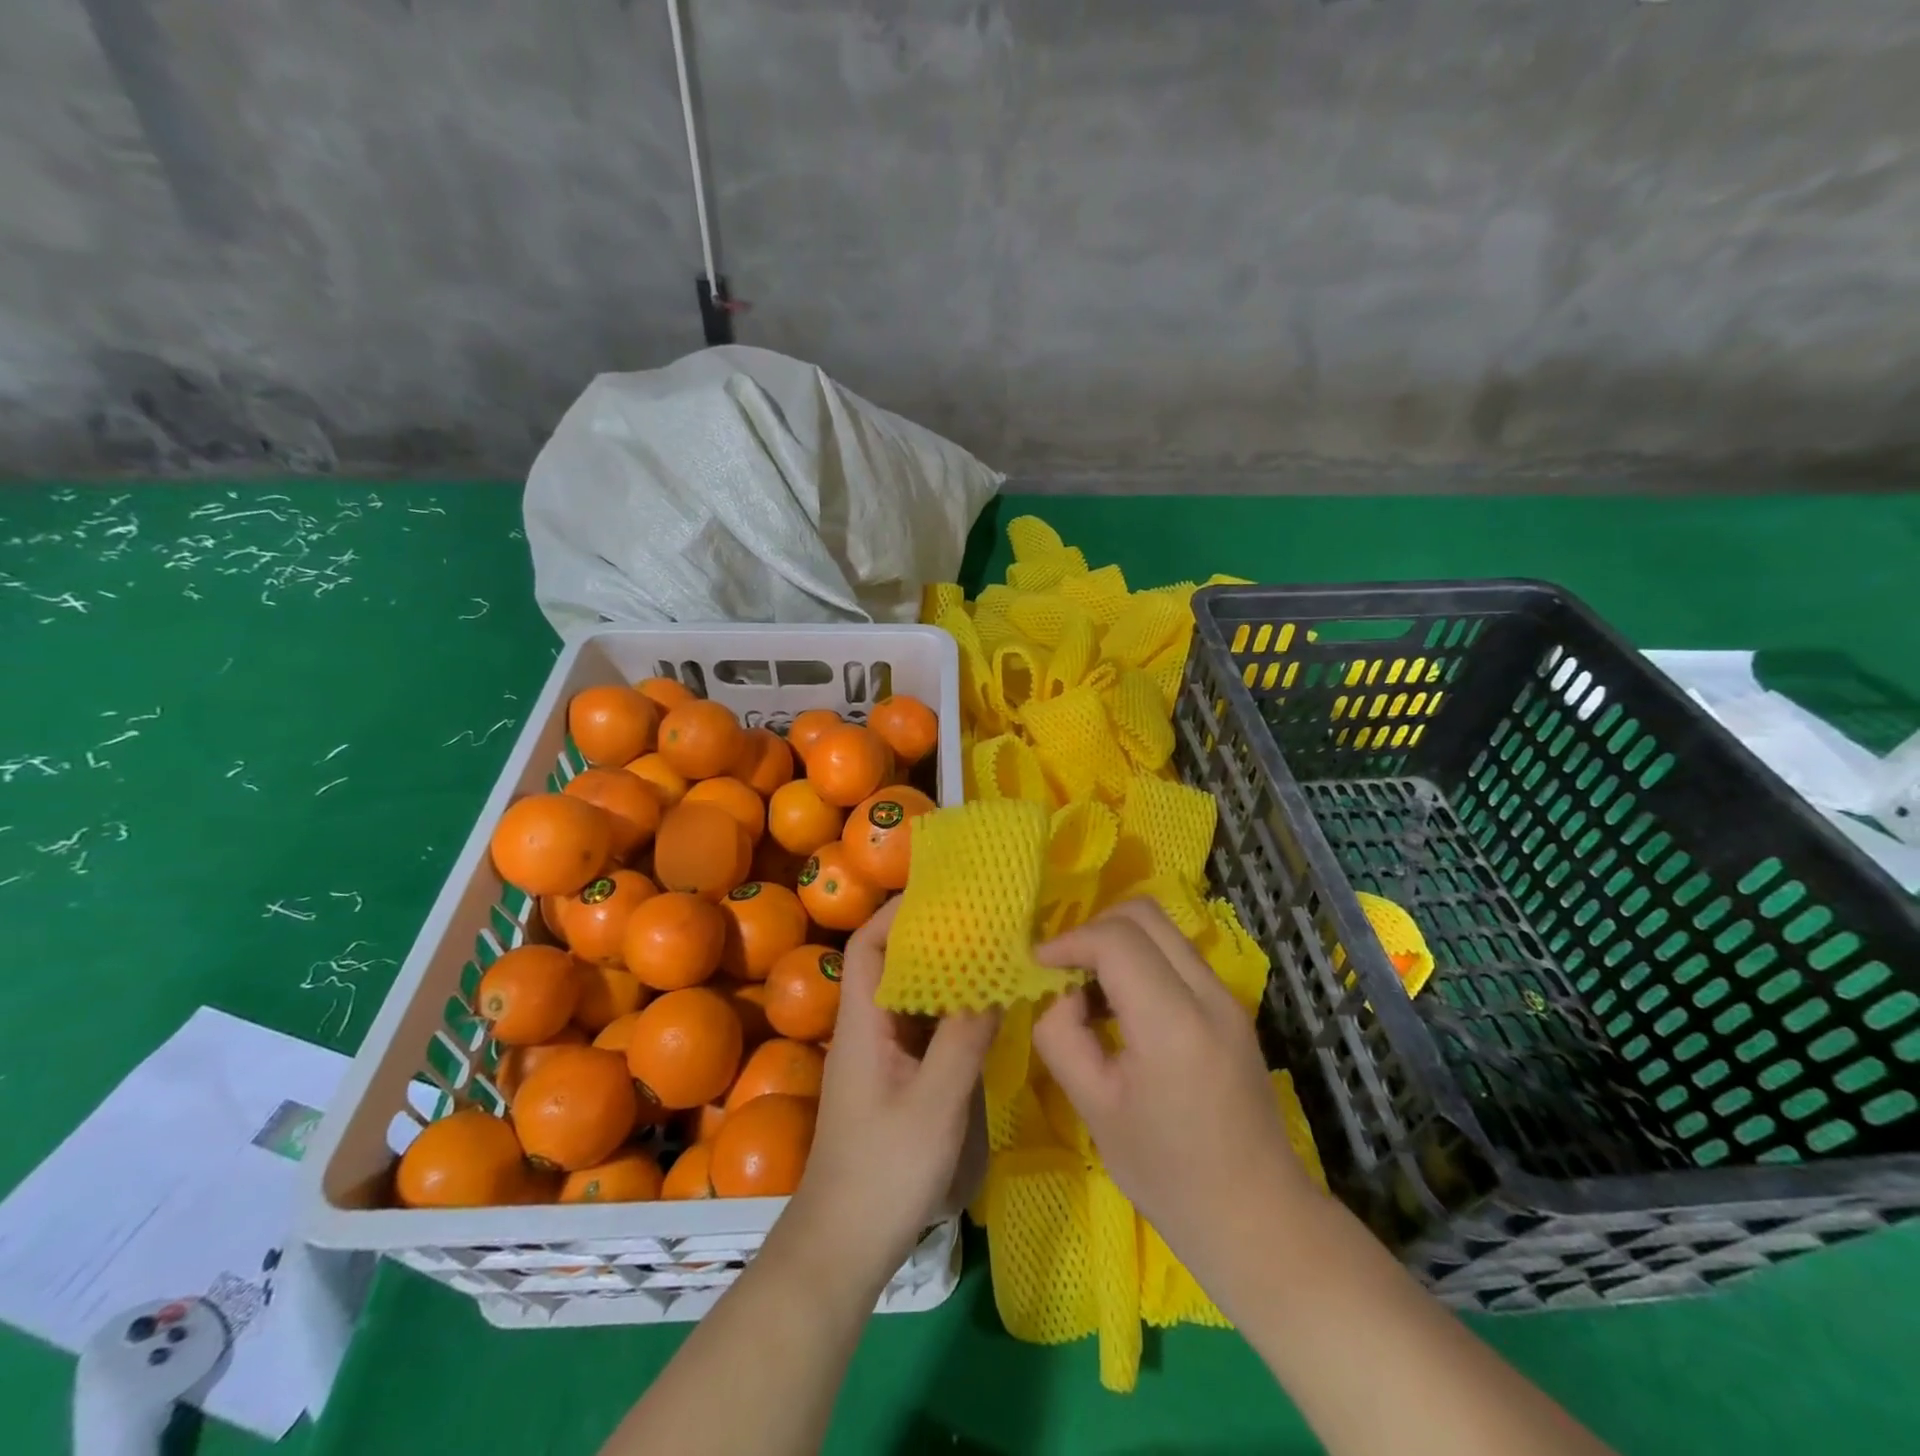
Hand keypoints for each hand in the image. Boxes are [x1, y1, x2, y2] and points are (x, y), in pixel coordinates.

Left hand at [786, 898, 998, 1285]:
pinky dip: (950, 1007)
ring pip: (910, 994)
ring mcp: (881, 1054)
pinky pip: (922, 1025)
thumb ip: (966, 1039)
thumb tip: (996, 976)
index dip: (898, 911)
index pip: (869, 944)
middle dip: (930, 934)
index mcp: (863, 1021)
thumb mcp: (936, 1103)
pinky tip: (983, 1006)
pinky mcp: (895, 1078)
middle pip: (891, 962)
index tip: (941, 891)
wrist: (844, 1246)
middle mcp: (867, 1027)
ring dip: (944, 970)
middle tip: (980, 915)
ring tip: (989, 947)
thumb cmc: (884, 1170)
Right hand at [1031, 899, 1316, 1279]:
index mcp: (1172, 1022)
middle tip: (1063, 969)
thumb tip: (1061, 996)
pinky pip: (1178, 957)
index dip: (1069, 941)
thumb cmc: (1168, 1174)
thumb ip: (1063, 1037)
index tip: (1038, 965)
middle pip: (1144, 914)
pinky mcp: (1232, 1009)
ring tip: (1089, 992)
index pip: (1115, 940)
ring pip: (1163, 930)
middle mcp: (1208, 994)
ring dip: (1118, 943)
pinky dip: (1141, 961)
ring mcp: (1227, 998)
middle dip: (1093, 929)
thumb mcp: (1094, 1109)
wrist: (1258, 1219)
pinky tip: (1122, 1008)